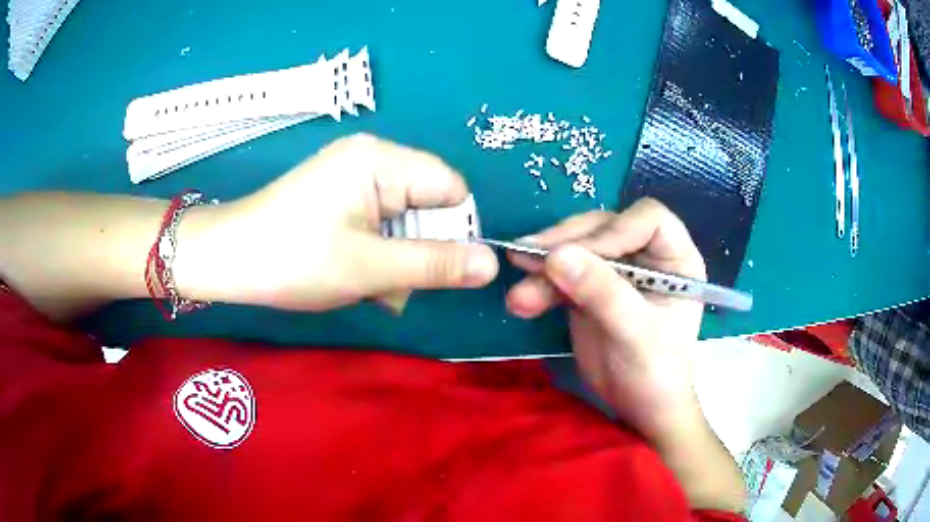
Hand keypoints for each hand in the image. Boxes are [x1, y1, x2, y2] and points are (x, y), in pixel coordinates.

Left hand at [176, 134, 498, 310]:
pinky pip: (379, 222)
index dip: (454, 231)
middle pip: (428, 204)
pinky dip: (377, 253)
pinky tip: (357, 275)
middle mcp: (372, 158)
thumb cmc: (294, 259)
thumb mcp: (371, 267)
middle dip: (419, 251)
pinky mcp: (339, 196)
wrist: (227, 259)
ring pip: (404, 220)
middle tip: (393, 286)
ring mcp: (353, 176)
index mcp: (382, 160)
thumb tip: (492, 264)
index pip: (451, 188)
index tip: (438, 269)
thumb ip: (436, 265)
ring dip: (397, 259)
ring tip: (370, 287)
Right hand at [505, 198, 705, 441]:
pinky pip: (561, 273)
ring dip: (543, 267)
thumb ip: (601, 292)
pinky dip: (540, 284)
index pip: (647, 219)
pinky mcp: (589, 286)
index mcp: (675, 258)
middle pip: (604, 227)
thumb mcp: (635, 333)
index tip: (578, 254)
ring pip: (576, 248)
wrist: (638, 407)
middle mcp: (646, 254)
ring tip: (519, 294)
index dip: (614, 231)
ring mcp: (616, 269)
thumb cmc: (656, 372)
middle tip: (529, 259)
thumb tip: (555, 256)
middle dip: (566, 244)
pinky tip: (522, 299)